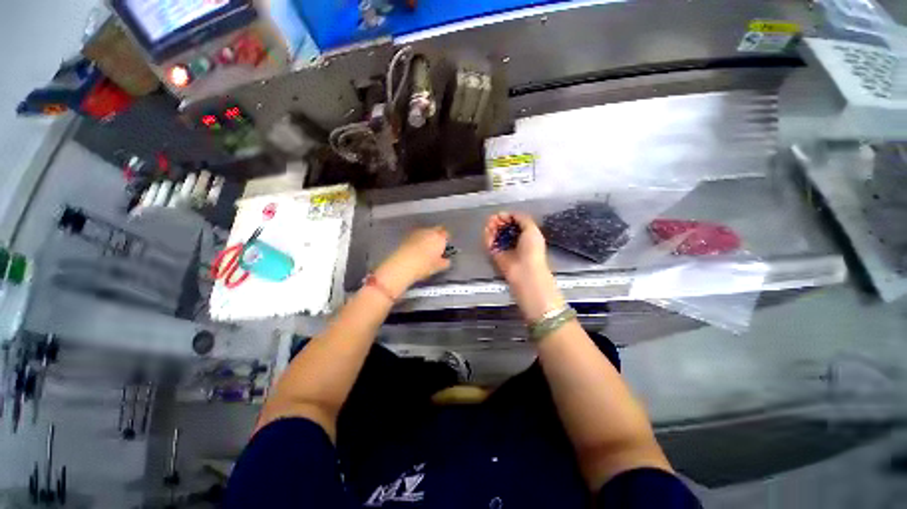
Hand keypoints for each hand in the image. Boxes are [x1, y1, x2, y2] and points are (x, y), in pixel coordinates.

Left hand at [375, 226, 450, 296]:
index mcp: (440, 238)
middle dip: (437, 235)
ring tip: (426, 248)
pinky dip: (418, 239)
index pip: (446, 234)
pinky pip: (416, 235)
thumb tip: (446, 261)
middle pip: (436, 229)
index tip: (445, 246)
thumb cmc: (423, 265)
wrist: (403, 265)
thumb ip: (445, 262)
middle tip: (437, 245)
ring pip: (426, 231)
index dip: (446, 239)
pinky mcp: (407, 235)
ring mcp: (417, 232)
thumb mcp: (438, 267)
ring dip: (427, 236)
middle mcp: (429, 232)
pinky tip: (416, 248)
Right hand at [484, 213, 564, 321]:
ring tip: (490, 222)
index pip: (514, 223)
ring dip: (491, 227)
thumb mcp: (532, 229)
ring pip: (495, 234)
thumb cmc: (532, 250)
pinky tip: (487, 229)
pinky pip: (489, 243)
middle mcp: (514, 241)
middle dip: (498, 221)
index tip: (502, 214)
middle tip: (494, 218)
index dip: (508, 217)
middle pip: (503, 228)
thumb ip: (522, 219)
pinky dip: (487, 236)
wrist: (525, 271)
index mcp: (526, 235)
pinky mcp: (495, 254)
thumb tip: (511, 214)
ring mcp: (504, 248)